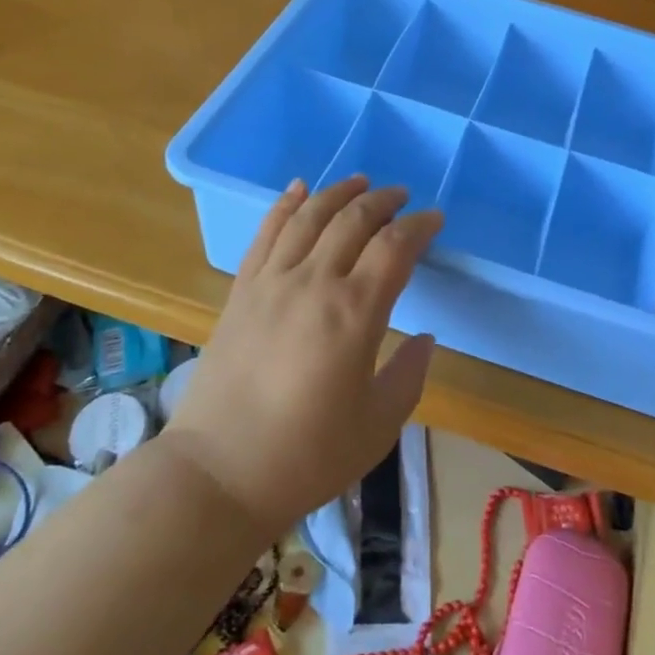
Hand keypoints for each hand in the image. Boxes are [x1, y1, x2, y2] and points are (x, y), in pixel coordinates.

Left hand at [164, 176, 442, 535]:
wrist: (220, 473)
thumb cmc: (308, 456)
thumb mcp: (379, 424)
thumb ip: (409, 374)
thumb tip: (424, 338)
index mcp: (355, 313)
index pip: (395, 248)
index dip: (419, 227)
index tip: (435, 219)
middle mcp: (313, 283)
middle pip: (353, 220)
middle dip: (383, 201)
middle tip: (402, 197)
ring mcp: (271, 283)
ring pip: (309, 216)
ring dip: (338, 192)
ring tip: (360, 181)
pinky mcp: (241, 292)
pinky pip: (265, 233)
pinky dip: (285, 205)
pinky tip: (299, 188)